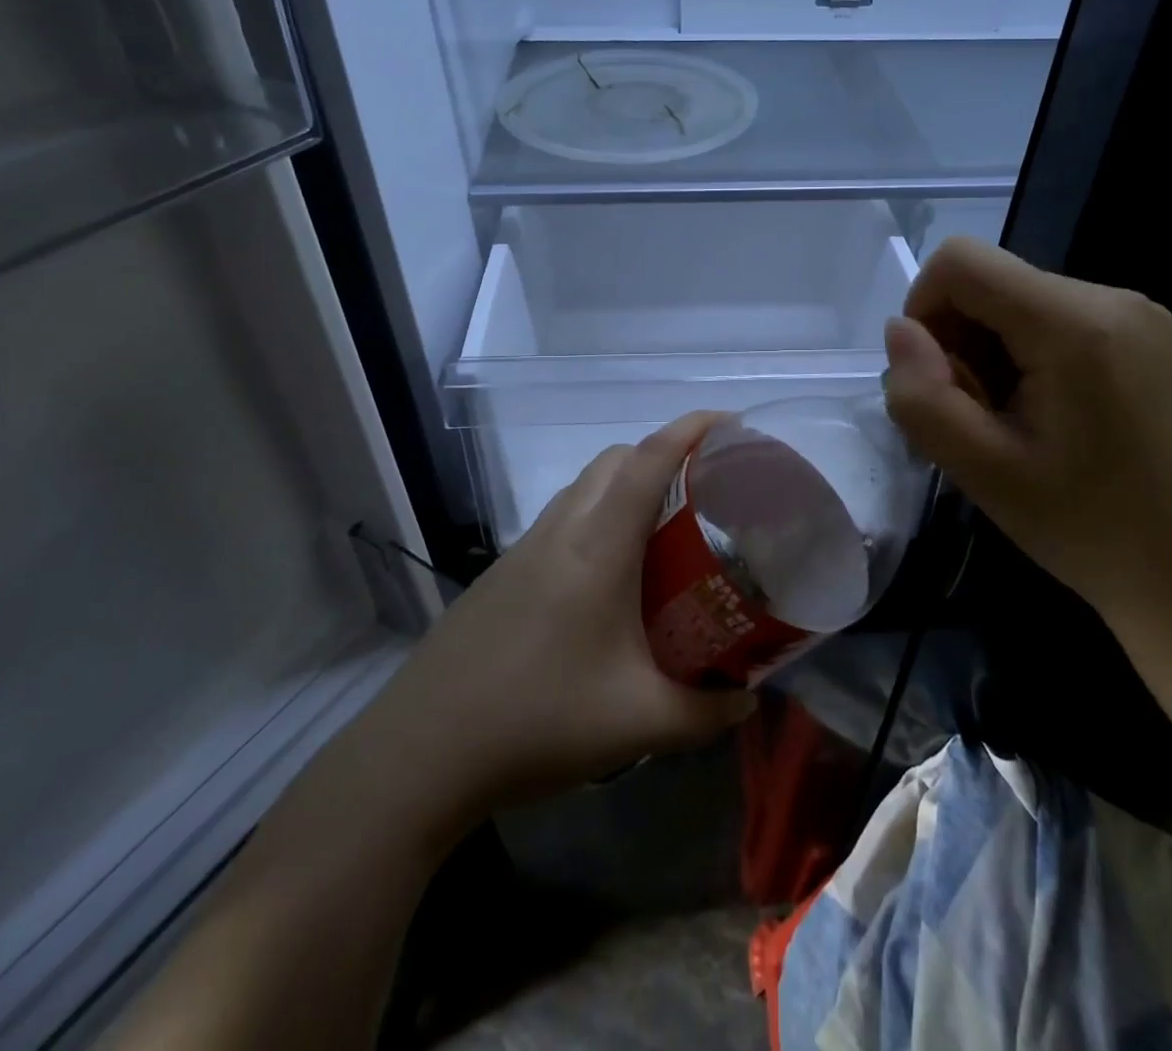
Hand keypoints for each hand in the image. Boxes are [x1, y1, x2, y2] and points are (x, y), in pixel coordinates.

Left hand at [389, 413, 755, 820]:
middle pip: (615, 459)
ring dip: (627, 484)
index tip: (731, 422)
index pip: (649, 461)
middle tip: (706, 490)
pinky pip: (563, 518)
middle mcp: (561, 530)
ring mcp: (525, 548)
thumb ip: (706, 712)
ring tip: (664, 530)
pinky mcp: (504, 571)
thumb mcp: (639, 725)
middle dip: (663, 453)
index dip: (691, 429)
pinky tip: (610, 577)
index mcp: (598, 547)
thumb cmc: (538, 721)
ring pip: (585, 486)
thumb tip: (748, 697)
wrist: (422, 749)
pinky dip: (597, 517)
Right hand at [881, 238, 1171, 629]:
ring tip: (1016, 424)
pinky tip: (1050, 417)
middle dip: (960, 341)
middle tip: (979, 419)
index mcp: (1074, 323)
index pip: (961, 260)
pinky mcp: (1151, 336)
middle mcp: (1113, 297)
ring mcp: (1141, 314)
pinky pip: (1057, 319)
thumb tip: (899, 332)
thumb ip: (922, 396)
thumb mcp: (981, 471)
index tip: (935, 380)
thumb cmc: (1087, 528)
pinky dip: (1029, 356)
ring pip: (1020, 301)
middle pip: (991, 281)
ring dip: (992, 353)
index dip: (924, 309)